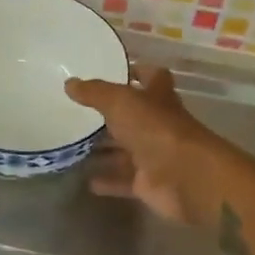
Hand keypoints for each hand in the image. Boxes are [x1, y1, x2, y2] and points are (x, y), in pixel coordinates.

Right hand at [63, 67, 217, 224]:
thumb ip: (95, 92)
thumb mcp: (120, 102)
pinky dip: (108, 181)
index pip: (152, 77)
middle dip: (110, 115)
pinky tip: (86, 180)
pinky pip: (123, 180)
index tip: (113, 71)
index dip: (137, 72)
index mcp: (158, 98)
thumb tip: (69, 83)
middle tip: (78, 113)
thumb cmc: (156, 129)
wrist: (185, 177)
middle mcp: (158, 124)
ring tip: (74, 146)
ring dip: (104, 150)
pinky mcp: (148, 183)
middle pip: (133, 116)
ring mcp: (154, 155)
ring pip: (125, 150)